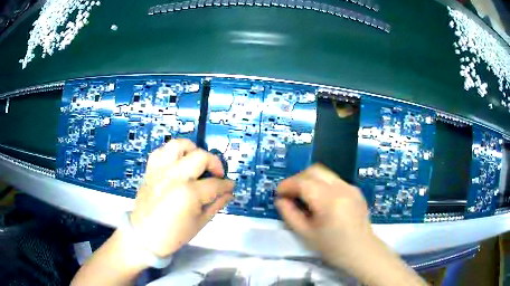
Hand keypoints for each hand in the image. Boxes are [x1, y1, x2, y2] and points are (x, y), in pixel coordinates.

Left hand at [129, 139, 233, 256]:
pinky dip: (171, 153)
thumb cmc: (174, 234)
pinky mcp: (150, 170)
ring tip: (196, 161)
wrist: (144, 236)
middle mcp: (174, 176)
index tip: (230, 186)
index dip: (227, 185)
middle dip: (214, 163)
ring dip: (192, 150)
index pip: (215, 183)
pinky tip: (177, 162)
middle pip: (200, 157)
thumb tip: (229, 193)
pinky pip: (161, 151)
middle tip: (216, 174)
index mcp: (189, 194)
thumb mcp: (200, 223)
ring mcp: (160, 170)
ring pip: (178, 145)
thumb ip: (216, 204)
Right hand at [276, 164, 372, 267]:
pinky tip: (320, 200)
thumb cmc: (332, 247)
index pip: (303, 183)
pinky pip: (334, 180)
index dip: (287, 185)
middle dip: (298, 179)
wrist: (361, 251)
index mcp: (329, 201)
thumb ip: (290, 214)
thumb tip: (280, 200)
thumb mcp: (306, 234)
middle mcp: (341, 188)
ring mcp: (350, 187)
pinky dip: (322, 184)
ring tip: (303, 196)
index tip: (279, 194)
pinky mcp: (355, 190)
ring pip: (325, 173)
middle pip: (314, 171)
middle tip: (289, 193)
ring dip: (310, 180)